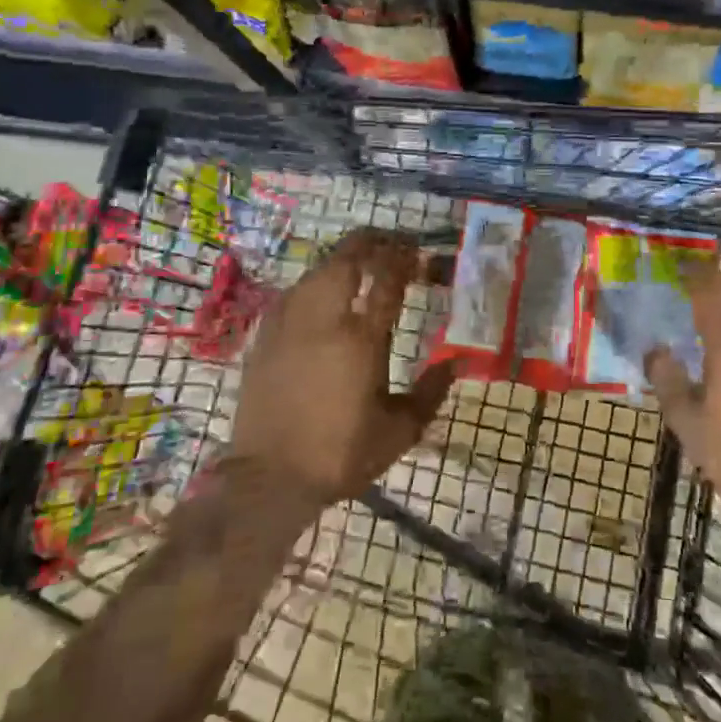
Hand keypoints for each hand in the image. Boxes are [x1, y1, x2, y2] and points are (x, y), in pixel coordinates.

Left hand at [231, 229, 453, 508]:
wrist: (268, 479)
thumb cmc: (340, 455)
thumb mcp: (399, 432)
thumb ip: (431, 393)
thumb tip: (456, 362)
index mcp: (362, 339)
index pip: (387, 280)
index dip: (404, 258)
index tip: (417, 251)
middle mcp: (325, 320)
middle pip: (347, 260)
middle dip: (370, 242)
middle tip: (389, 242)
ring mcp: (290, 325)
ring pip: (316, 271)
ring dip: (341, 259)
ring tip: (358, 261)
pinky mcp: (264, 337)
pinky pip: (292, 293)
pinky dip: (312, 282)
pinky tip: (318, 291)